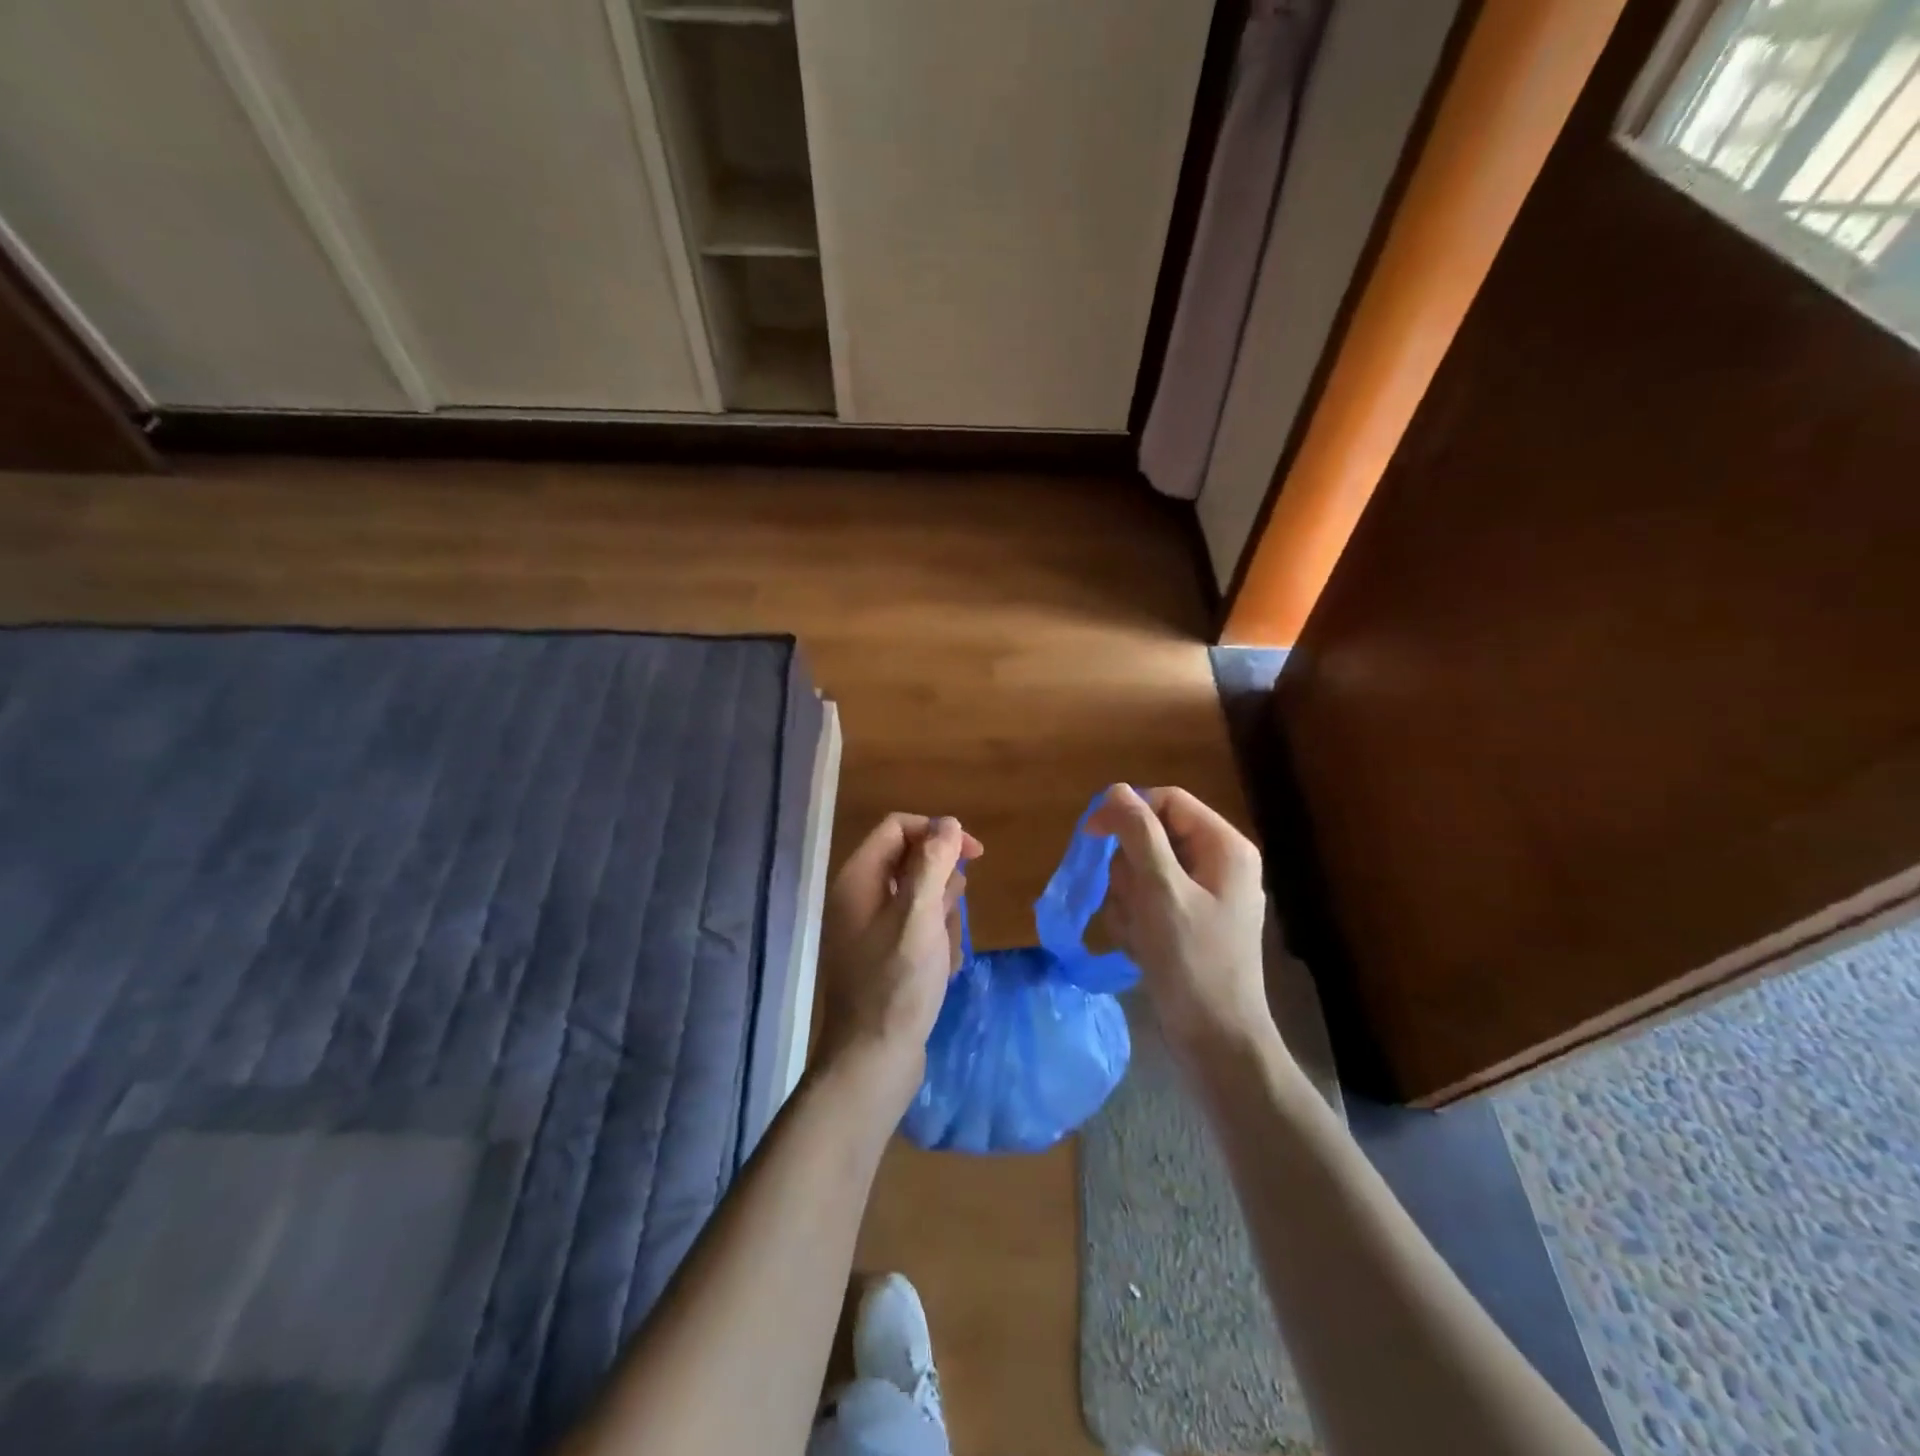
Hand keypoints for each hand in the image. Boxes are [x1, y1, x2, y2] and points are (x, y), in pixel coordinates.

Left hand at [818, 814, 980, 1102]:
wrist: (873, 1061)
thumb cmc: (897, 984)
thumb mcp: (920, 916)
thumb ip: (933, 863)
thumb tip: (949, 822)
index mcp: (858, 879)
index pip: (898, 828)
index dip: (937, 832)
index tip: (974, 855)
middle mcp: (859, 897)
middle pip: (912, 862)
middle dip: (942, 886)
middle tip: (949, 918)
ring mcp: (870, 929)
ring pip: (921, 898)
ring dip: (944, 918)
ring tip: (944, 951)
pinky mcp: (884, 956)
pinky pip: (919, 930)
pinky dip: (936, 942)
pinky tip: (943, 970)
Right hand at [1086, 784, 1274, 1054]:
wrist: (1216, 1040)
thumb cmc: (1192, 961)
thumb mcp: (1161, 890)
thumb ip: (1138, 834)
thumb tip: (1115, 790)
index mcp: (1223, 846)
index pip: (1166, 802)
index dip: (1127, 812)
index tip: (1091, 836)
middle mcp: (1217, 863)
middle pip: (1150, 837)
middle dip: (1128, 870)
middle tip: (1133, 904)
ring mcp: (1203, 895)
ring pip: (1141, 871)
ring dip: (1127, 900)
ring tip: (1138, 934)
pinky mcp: (1187, 922)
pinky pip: (1146, 901)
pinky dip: (1134, 921)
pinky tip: (1140, 948)